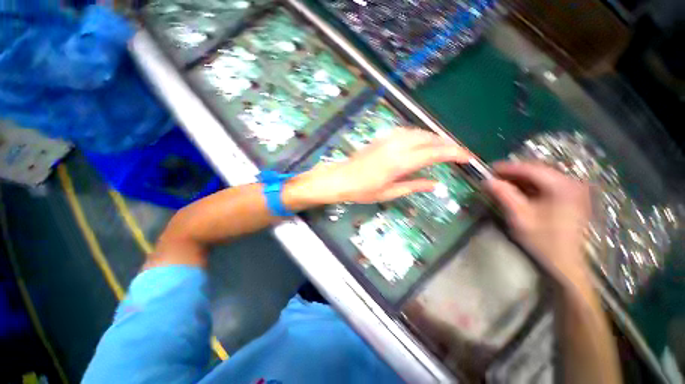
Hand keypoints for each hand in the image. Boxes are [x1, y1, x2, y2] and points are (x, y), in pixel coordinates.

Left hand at [287, 128, 470, 205]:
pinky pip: (408, 131)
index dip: (454, 153)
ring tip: (445, 146)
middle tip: (459, 152)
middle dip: (448, 143)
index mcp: (400, 162)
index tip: (468, 157)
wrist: (340, 178)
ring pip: (419, 132)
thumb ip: (414, 186)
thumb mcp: (389, 192)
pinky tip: (423, 141)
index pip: (434, 153)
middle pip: (429, 138)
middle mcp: (397, 146)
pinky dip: (420, 134)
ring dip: (435, 137)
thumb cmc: (363, 190)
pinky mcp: (383, 137)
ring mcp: (389, 139)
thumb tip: (436, 184)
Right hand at [486, 162, 591, 283]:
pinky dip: (531, 186)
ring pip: (542, 177)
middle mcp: (572, 183)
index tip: (489, 169)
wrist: (566, 263)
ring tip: (503, 184)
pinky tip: (519, 192)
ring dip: (521, 179)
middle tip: (494, 178)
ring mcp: (574, 190)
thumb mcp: (520, 217)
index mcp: (562, 186)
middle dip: (514, 173)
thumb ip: (504, 196)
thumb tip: (487, 181)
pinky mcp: (573, 197)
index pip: (530, 169)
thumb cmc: (543, 241)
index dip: (507, 168)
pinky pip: (548, 184)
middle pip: (537, 170)